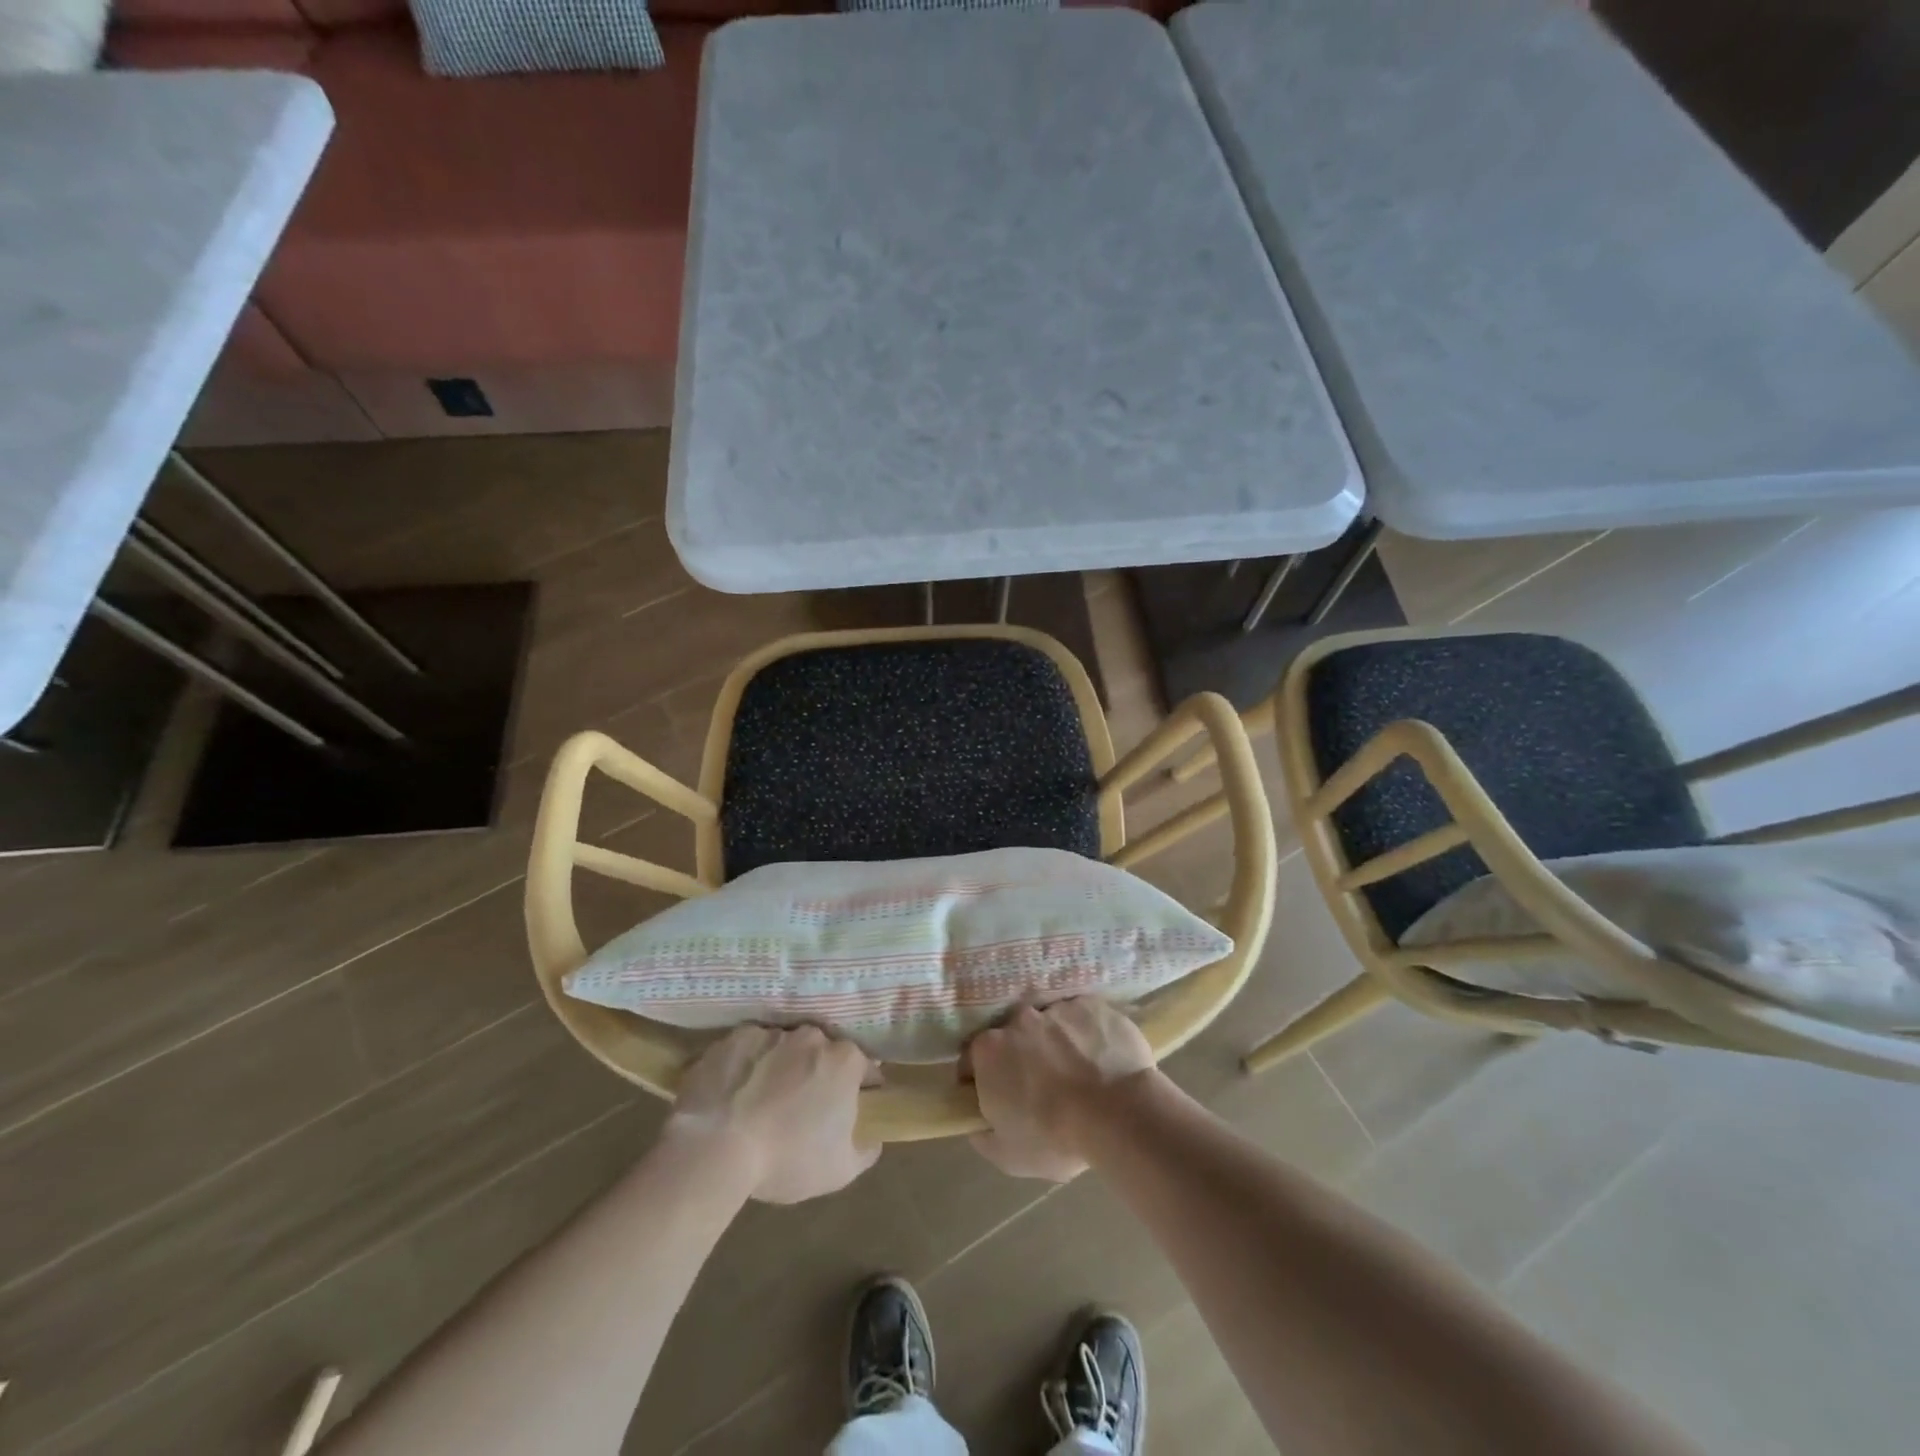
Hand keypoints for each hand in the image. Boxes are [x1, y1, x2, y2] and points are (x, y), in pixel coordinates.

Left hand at [667, 1025, 879, 1203]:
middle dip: (817, 1074)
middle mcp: (813, 1036)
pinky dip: (748, 1065)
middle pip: (823, 1053)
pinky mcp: (736, 1037)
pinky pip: (750, 1048)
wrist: (715, 1148)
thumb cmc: (786, 1158)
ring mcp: (773, 1032)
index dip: (858, 1090)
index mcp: (845, 1060)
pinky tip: (735, 1093)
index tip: (844, 1111)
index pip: (864, 1068)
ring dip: (781, 1067)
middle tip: (801, 1108)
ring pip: (785, 1048)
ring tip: (761, 1102)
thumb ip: (866, 1150)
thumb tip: (871, 1138)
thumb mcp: (840, 1171)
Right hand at [967, 999, 1157, 1181]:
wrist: (1118, 1113)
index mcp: (989, 1050)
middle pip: (1013, 1036)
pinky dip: (1086, 1034)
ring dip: (1056, 1042)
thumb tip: (977, 1122)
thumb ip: (983, 1135)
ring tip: (1077, 1072)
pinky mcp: (1092, 1005)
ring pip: (1050, 1024)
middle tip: (1041, 1085)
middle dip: (1021, 1056)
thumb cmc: (1056, 1137)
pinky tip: (1101, 1059)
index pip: (972, 1060)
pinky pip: (1082, 1017)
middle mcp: (1018, 1019)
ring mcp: (1057, 1008)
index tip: (998, 1097)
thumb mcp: (1007, 1155)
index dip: (981, 1079)